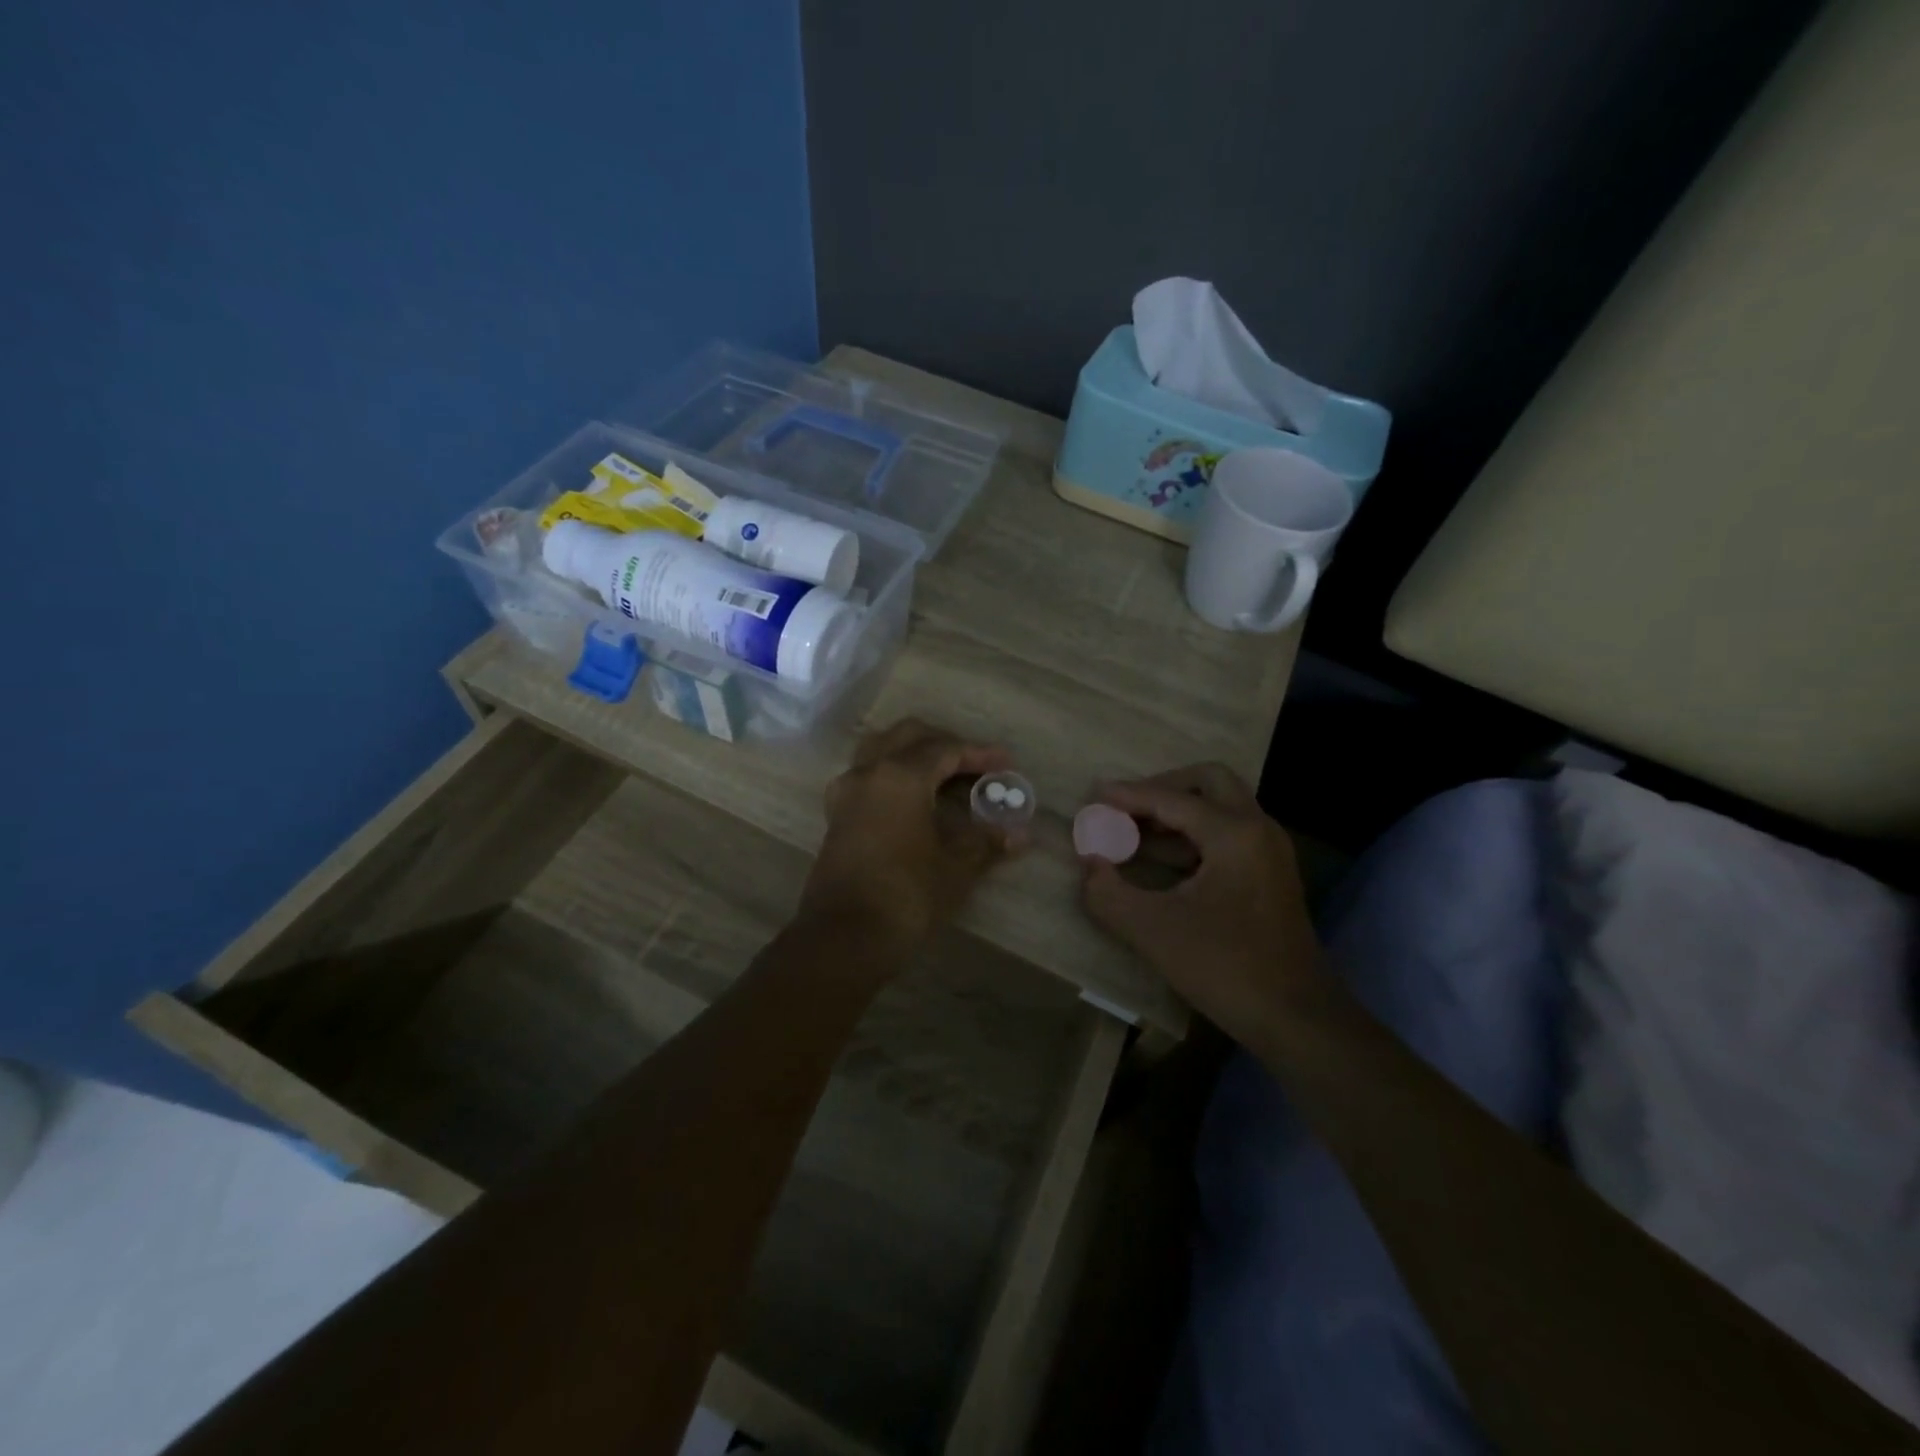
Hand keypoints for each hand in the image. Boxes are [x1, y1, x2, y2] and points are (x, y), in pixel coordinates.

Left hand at [800, 719, 1020, 949]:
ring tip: (944, 777)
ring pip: (881, 749)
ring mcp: (847, 792)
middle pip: (909, 736)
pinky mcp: (837, 815)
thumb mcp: (956, 867)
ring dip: (914, 754)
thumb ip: (986, 841)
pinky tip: (914, 800)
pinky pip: (868, 775)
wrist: (844, 937)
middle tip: (976, 766)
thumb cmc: (907, 895)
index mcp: (900, 775)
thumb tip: (1019, 833)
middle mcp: (869, 772)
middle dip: (945, 745)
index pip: (946, 749)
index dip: (979, 754)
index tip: (1006, 764)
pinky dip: (894, 774)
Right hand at [1080, 764, 1321, 1044]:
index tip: (1093, 795)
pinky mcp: (1270, 875)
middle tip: (1125, 807)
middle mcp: (1258, 829)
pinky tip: (1162, 860)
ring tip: (1133, 832)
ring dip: (1178, 811)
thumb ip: (1108, 893)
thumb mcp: (1153, 931)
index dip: (1128, 796)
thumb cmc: (1225, 968)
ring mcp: (1269, 852)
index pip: (1171, 800)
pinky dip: (1193, 835)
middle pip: (1209, 782)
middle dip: (1163, 787)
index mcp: (1235, 834)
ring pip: (1221, 807)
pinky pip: (1228, 833)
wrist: (1297, 1019)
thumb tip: (1089, 864)